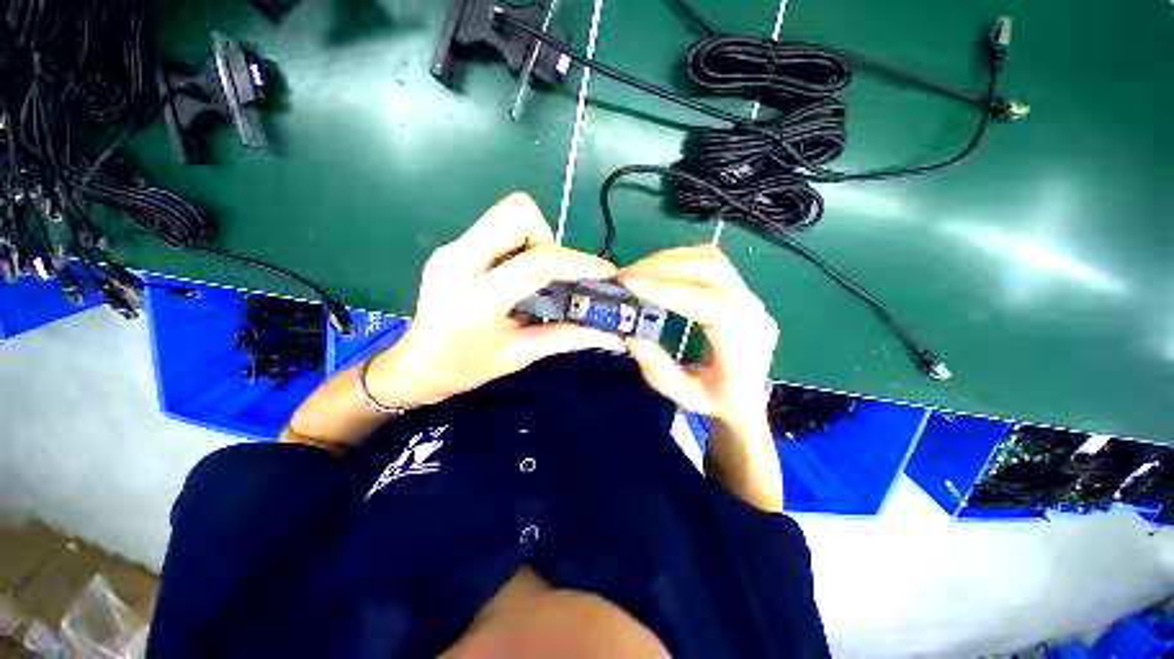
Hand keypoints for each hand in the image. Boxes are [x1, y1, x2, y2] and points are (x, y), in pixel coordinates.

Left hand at [366, 193, 624, 407]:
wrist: (416, 365)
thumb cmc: (466, 369)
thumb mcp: (520, 355)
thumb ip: (568, 337)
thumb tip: (611, 334)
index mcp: (475, 298)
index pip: (535, 263)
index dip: (577, 263)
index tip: (605, 273)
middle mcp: (458, 260)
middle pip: (518, 212)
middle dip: (549, 240)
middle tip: (553, 277)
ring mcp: (451, 249)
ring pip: (509, 214)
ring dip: (536, 242)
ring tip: (535, 280)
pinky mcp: (453, 247)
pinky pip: (499, 228)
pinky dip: (521, 246)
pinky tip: (518, 278)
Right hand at [617, 245, 778, 428]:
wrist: (749, 398)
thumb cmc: (719, 402)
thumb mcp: (685, 396)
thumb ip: (658, 370)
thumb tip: (631, 335)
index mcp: (743, 341)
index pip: (707, 302)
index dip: (666, 290)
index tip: (630, 285)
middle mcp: (753, 311)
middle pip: (712, 269)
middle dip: (663, 267)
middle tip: (627, 275)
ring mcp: (751, 296)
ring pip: (712, 259)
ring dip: (670, 260)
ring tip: (639, 271)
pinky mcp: (742, 290)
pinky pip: (713, 261)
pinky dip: (682, 259)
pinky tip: (660, 270)